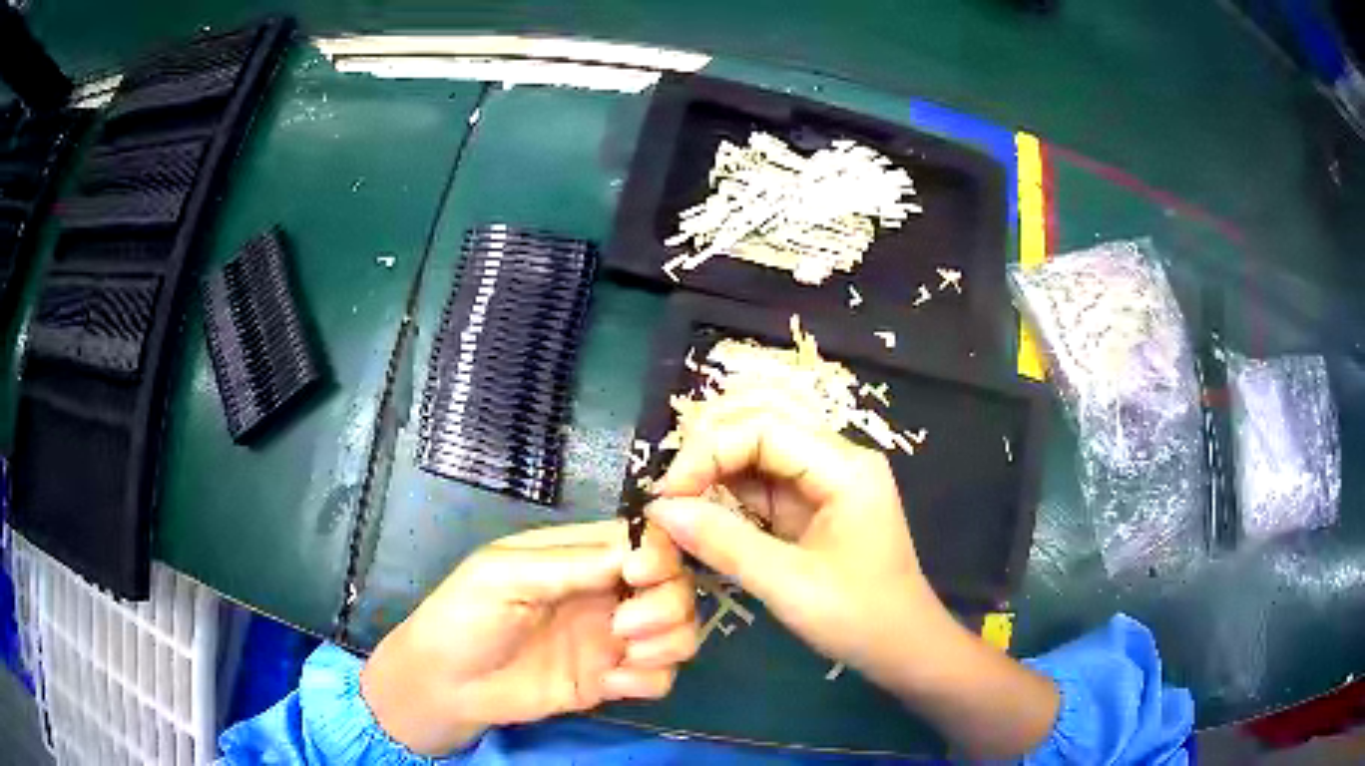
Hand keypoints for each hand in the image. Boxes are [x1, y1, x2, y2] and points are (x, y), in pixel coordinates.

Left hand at [360, 520, 697, 755]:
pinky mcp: (613, 678)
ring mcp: (612, 637)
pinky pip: (661, 675)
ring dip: (668, 642)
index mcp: (579, 555)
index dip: (658, 554)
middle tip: (624, 627)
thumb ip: (569, 564)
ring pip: (679, 629)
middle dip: (665, 604)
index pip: (644, 539)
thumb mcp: (503, 576)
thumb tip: (638, 554)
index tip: (638, 577)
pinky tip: (611, 685)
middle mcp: (606, 592)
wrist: (447, 686)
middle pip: (674, 584)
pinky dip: (650, 679)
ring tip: (626, 656)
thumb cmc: (463, 617)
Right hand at [647, 413, 946, 683]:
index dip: (708, 451)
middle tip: (669, 496)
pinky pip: (762, 485)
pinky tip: (702, 517)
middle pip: (760, 428)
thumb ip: (724, 543)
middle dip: (708, 454)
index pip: (763, 428)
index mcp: (844, 467)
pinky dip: (727, 497)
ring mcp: (825, 481)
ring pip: (756, 454)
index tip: (667, 494)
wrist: (903, 648)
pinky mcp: (813, 505)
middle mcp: (836, 460)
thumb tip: (661, 509)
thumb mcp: (789, 585)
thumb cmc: (858, 618)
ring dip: (713, 473)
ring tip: (676, 507)